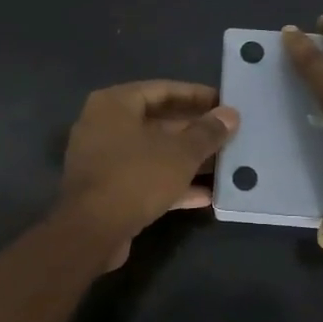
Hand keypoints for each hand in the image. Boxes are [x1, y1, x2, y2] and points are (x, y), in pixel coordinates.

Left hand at [57, 81, 239, 267]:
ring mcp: (103, 159)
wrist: (91, 232)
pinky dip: (172, 184)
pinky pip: (145, 178)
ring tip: (224, 164)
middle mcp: (104, 125)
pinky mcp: (107, 189)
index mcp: (114, 104)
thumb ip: (207, 132)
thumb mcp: (180, 153)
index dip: (197, 95)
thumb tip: (231, 114)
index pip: (163, 89)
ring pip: (153, 153)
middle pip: (157, 121)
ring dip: (187, 159)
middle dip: (195, 131)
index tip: (225, 103)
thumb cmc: (136, 177)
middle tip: (228, 134)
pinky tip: (206, 195)